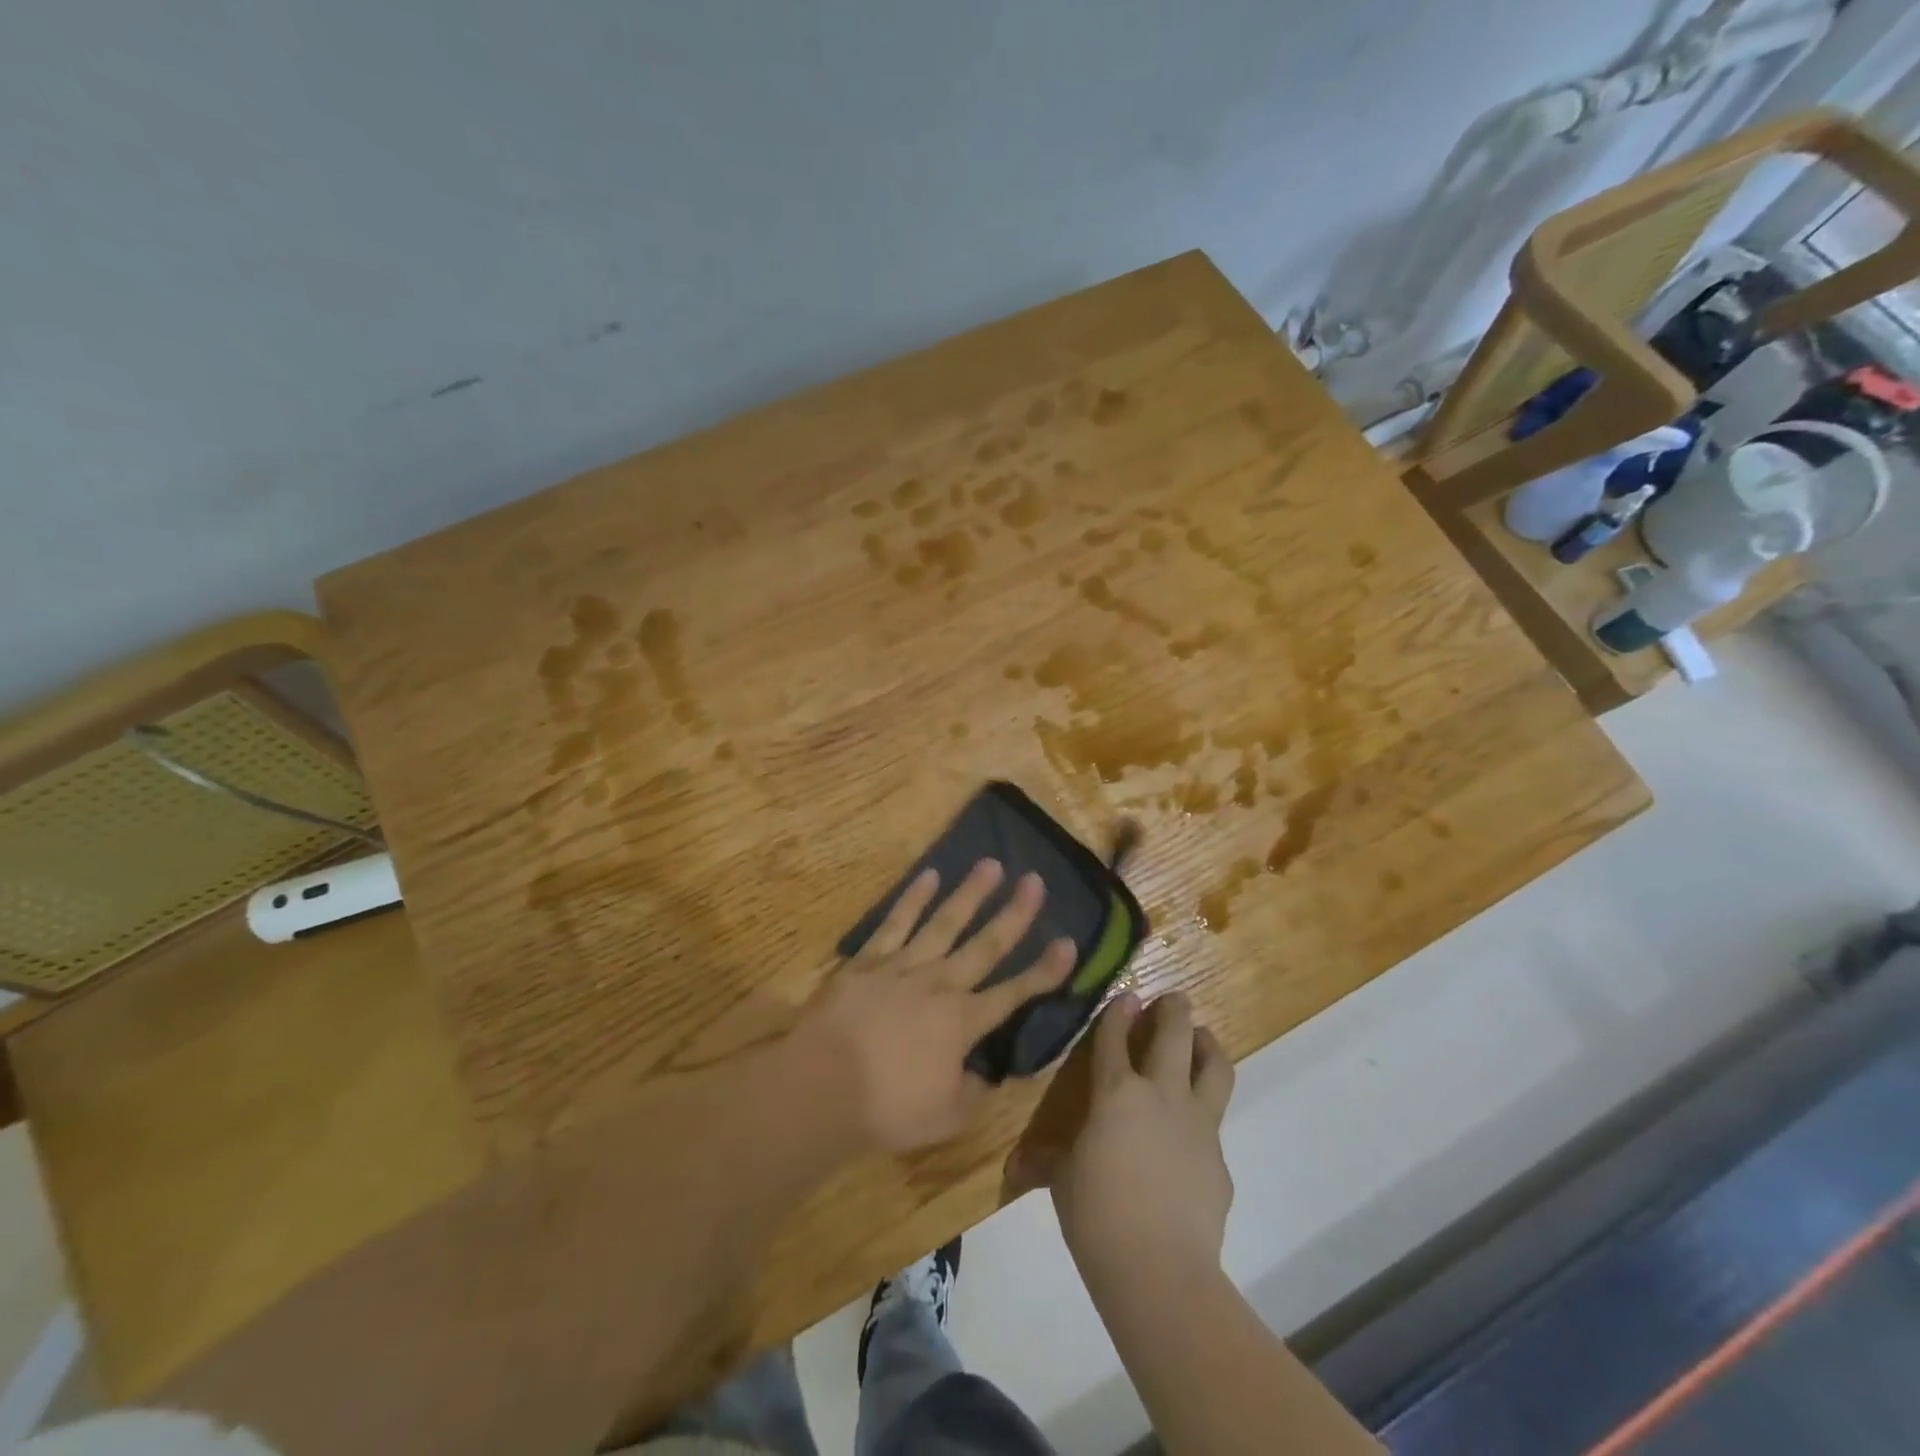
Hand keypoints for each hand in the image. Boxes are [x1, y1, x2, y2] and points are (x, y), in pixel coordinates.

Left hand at [794, 859, 1076, 1153]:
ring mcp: (903, 966)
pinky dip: (913, 898)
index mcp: (963, 1022)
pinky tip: (929, 875)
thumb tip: (988, 1074)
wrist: (821, 1086)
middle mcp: (940, 984)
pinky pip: (895, 922)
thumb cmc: (886, 1108)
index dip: (1045, 970)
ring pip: (944, 922)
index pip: (1014, 993)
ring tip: (991, 864)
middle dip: (1014, 914)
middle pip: (985, 945)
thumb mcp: (945, 1117)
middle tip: (1035, 881)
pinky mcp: (868, 960)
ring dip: (970, 893)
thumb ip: (973, 1091)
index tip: (1069, 943)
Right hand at [1014, 991, 1235, 1280]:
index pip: (1114, 1039)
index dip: (1117, 1013)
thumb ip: (1045, 1163)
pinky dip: (1204, 1112)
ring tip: (1200, 1037)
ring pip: (1213, 1065)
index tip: (1125, 995)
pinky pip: (1215, 1121)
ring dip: (1206, 1044)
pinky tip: (1192, 1130)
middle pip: (1174, 1034)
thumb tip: (1016, 1167)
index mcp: (1116, 1094)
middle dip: (1173, 1009)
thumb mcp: (1062, 1182)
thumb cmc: (1096, 1216)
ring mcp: (1197, 1123)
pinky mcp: (1219, 1157)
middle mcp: (1161, 1095)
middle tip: (1173, 998)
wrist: (1159, 1270)